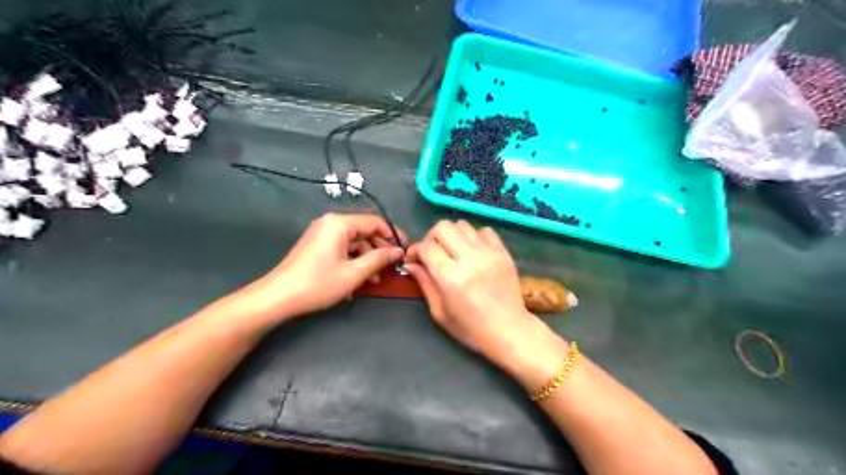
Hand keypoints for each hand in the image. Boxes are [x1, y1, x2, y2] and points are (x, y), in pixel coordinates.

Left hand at [248, 213, 404, 321]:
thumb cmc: (318, 283)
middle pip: (364, 231)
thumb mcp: (354, 273)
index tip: (405, 250)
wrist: (278, 297)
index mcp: (340, 223)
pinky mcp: (317, 245)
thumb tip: (399, 251)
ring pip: (354, 242)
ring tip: (376, 279)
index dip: (392, 235)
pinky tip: (358, 279)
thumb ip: (379, 259)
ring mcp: (322, 234)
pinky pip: (342, 248)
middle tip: (392, 267)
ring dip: (367, 258)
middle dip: (379, 249)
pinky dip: (353, 260)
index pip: (374, 222)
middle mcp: (331, 223)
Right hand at [405, 220, 548, 364]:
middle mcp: (469, 258)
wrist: (509, 330)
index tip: (414, 259)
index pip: (426, 246)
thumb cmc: (470, 328)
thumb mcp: (439, 312)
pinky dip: (474, 236)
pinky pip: (484, 231)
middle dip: (432, 238)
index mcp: (450, 276)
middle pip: (443, 227)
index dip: (415, 250)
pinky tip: (473, 251)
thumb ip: (424, 283)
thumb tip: (411, 264)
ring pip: (462, 224)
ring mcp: (489, 252)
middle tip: (433, 253)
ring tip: (453, 251)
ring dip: (452, 235)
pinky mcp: (503, 252)